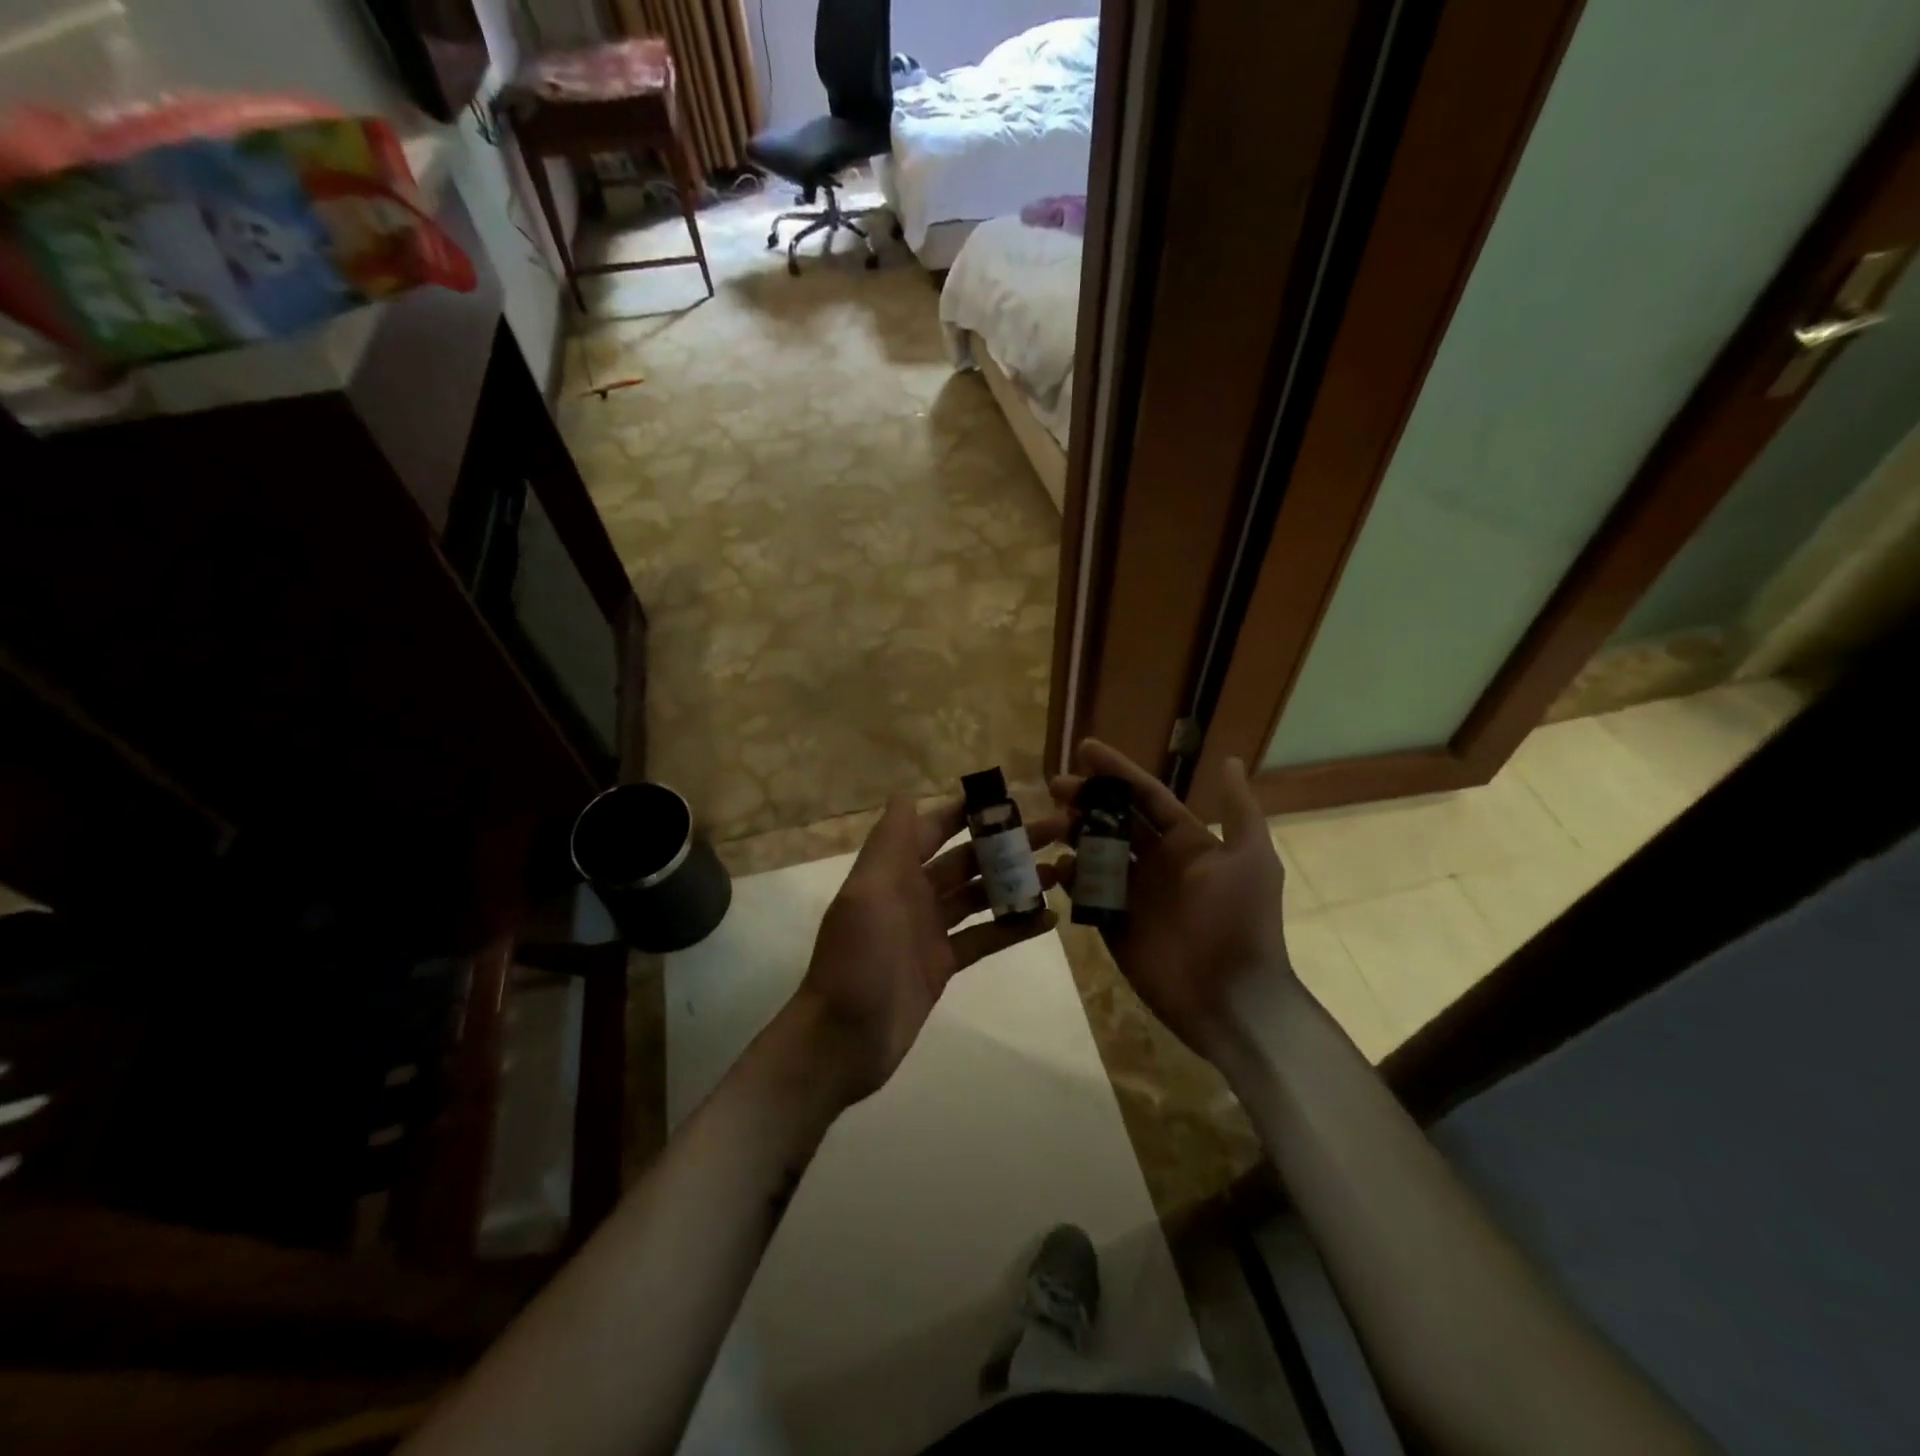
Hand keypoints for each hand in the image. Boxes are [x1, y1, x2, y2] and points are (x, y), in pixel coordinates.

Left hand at [785, 794, 1062, 1108]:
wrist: (842, 1039)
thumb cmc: (856, 960)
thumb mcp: (867, 893)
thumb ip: (889, 843)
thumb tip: (906, 795)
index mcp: (894, 871)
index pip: (934, 828)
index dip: (968, 810)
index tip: (1011, 796)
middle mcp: (913, 893)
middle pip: (966, 859)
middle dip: (1005, 843)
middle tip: (1054, 830)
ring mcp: (930, 930)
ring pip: (980, 895)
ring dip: (1015, 882)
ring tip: (1060, 871)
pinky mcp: (943, 964)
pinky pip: (985, 937)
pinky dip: (1014, 927)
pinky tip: (1048, 919)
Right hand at [1052, 740, 1294, 1060]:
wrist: (1231, 996)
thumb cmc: (1240, 920)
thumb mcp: (1250, 858)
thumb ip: (1237, 810)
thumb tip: (1231, 759)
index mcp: (1186, 843)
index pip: (1145, 797)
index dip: (1117, 772)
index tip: (1084, 749)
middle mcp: (1156, 863)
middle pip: (1113, 821)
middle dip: (1086, 800)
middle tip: (1055, 786)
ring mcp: (1133, 894)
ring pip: (1095, 853)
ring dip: (1073, 834)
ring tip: (1050, 822)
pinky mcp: (1114, 924)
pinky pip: (1086, 894)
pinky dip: (1072, 878)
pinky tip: (1059, 866)